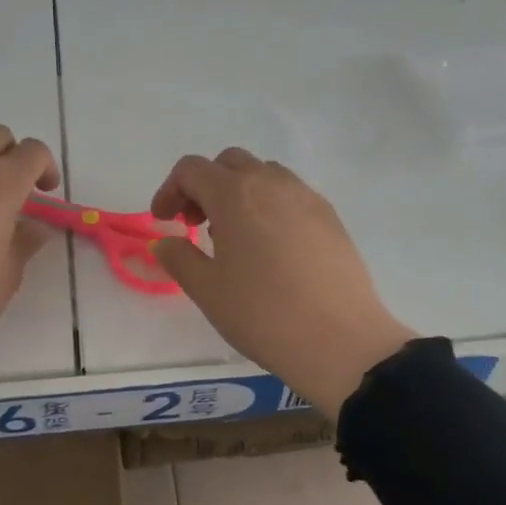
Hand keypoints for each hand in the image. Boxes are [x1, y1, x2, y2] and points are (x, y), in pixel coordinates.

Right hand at [150, 148, 415, 415]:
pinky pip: (291, 196)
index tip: (165, 222)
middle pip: (229, 163)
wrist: (340, 341)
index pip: (191, 169)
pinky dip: (269, 207)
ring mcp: (307, 198)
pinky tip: (270, 249)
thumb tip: (166, 242)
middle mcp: (272, 183)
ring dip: (239, 193)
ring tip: (234, 237)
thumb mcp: (207, 290)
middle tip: (195, 225)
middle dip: (204, 186)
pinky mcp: (331, 218)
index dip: (170, 190)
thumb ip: (179, 258)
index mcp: (235, 195)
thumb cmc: (262, 314)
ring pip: (264, 175)